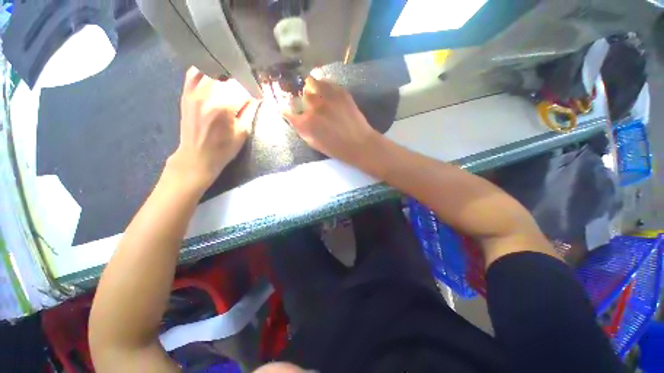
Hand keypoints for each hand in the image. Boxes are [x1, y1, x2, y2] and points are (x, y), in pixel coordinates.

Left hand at [166, 67, 258, 191]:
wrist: (197, 156)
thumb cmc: (224, 148)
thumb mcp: (243, 132)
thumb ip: (250, 111)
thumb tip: (257, 96)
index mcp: (224, 106)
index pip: (243, 88)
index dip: (255, 89)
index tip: (260, 92)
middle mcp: (207, 93)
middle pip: (229, 76)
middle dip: (242, 80)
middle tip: (250, 88)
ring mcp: (193, 91)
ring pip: (213, 70)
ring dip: (227, 74)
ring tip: (235, 81)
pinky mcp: (186, 92)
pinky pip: (195, 72)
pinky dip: (207, 70)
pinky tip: (216, 76)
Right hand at [283, 76, 379, 166]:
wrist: (359, 144)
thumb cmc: (336, 149)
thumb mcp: (314, 143)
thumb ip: (302, 130)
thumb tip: (295, 118)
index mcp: (305, 123)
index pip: (287, 111)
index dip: (287, 110)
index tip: (288, 110)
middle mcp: (313, 107)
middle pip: (300, 95)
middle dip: (301, 100)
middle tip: (307, 104)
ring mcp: (327, 97)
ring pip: (311, 82)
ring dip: (311, 88)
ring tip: (316, 93)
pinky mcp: (340, 92)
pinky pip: (326, 82)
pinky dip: (323, 86)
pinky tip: (326, 92)